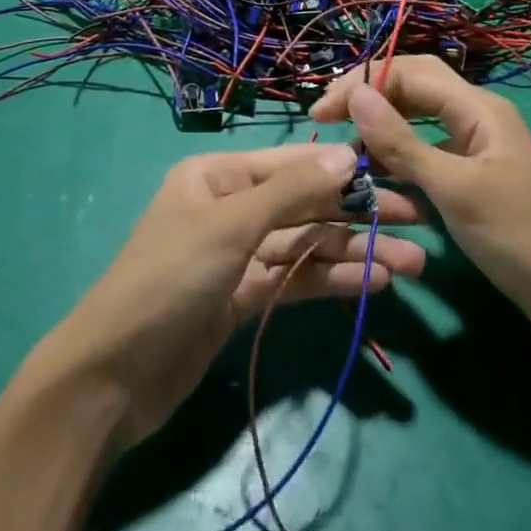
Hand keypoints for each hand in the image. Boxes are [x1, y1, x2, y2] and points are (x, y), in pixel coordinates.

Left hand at [38, 142, 425, 449]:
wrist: (112, 376)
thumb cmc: (168, 279)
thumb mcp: (229, 226)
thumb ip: (291, 192)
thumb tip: (347, 154)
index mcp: (218, 176)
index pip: (292, 163)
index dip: (343, 169)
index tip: (396, 173)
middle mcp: (230, 207)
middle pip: (305, 204)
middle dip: (358, 214)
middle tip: (418, 222)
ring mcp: (237, 255)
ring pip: (306, 245)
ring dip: (354, 252)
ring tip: (412, 264)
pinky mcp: (243, 298)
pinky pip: (295, 280)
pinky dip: (330, 280)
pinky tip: (373, 284)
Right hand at [312, 57, 530, 347]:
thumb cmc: (516, 237)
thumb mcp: (453, 188)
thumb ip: (401, 141)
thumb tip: (354, 94)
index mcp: (478, 107)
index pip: (410, 72)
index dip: (363, 83)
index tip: (323, 113)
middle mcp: (476, 115)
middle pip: (414, 86)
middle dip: (370, 95)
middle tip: (327, 120)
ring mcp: (475, 145)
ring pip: (418, 117)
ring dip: (381, 124)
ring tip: (344, 144)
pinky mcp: (471, 173)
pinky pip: (426, 148)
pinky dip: (398, 152)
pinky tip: (375, 170)